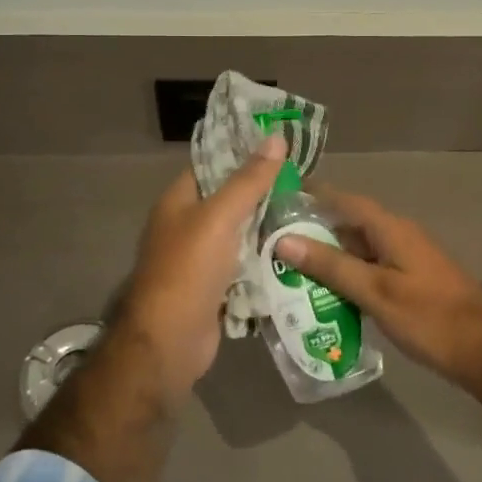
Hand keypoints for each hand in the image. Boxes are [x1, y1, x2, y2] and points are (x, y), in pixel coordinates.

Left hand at [118, 133, 286, 401]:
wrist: (169, 343)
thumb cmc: (188, 270)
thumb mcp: (220, 218)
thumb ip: (249, 180)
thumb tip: (276, 138)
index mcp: (179, 202)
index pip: (214, 166)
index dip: (244, 155)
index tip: (283, 148)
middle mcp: (188, 226)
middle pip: (232, 201)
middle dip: (266, 195)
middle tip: (308, 185)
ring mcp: (202, 260)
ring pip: (243, 235)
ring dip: (271, 230)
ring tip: (312, 215)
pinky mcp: (216, 288)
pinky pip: (246, 267)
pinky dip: (267, 262)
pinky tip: (298, 253)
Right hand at [277, 190, 481, 397]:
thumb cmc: (430, 317)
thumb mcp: (376, 292)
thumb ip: (331, 266)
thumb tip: (284, 239)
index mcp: (390, 229)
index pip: (344, 200)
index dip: (313, 195)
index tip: (278, 197)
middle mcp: (397, 236)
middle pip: (348, 225)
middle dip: (312, 231)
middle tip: (271, 243)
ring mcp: (405, 261)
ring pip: (357, 251)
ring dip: (327, 258)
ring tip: (287, 270)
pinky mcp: (409, 283)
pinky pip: (369, 270)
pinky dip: (345, 277)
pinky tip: (323, 296)